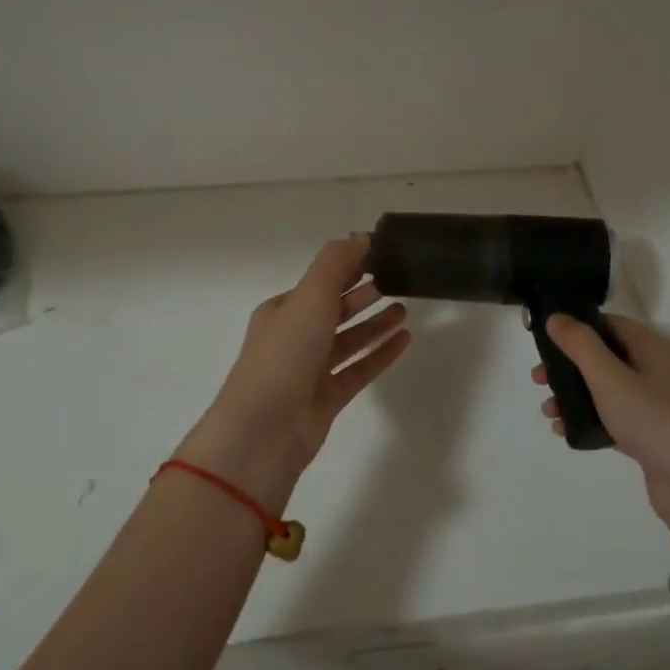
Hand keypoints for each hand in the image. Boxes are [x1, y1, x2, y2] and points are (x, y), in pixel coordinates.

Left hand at [176, 236, 410, 509]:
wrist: (264, 432)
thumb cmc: (284, 355)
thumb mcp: (309, 297)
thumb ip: (336, 264)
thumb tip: (360, 237)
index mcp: (282, 310)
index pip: (320, 281)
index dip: (348, 267)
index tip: (381, 254)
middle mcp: (294, 338)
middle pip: (334, 310)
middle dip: (362, 294)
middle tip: (398, 279)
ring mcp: (310, 371)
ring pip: (349, 340)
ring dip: (374, 323)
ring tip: (405, 308)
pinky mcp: (327, 398)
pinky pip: (359, 369)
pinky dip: (380, 353)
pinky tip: (405, 340)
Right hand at [536, 314, 669, 547]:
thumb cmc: (653, 421)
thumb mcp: (610, 378)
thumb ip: (580, 345)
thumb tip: (556, 317)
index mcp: (653, 349)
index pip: (611, 324)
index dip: (578, 327)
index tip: (545, 340)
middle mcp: (657, 372)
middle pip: (605, 357)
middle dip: (568, 366)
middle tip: (538, 379)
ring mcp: (655, 406)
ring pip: (605, 390)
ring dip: (573, 396)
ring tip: (548, 412)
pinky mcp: (650, 436)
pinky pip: (612, 418)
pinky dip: (589, 420)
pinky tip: (565, 432)